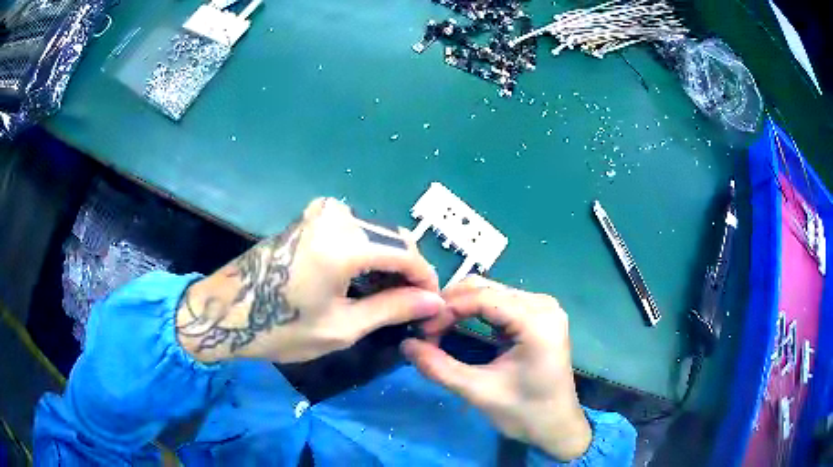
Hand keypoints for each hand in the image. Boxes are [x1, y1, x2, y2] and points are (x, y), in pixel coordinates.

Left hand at [176, 198, 443, 363]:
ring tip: (389, 299)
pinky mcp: (311, 216)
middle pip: (394, 240)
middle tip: (411, 307)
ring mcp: (322, 212)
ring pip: (376, 235)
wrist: (226, 310)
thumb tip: (434, 302)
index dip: (426, 280)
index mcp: (345, 242)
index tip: (433, 304)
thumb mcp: (342, 327)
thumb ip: (393, 308)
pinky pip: (355, 232)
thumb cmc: (280, 327)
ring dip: (389, 265)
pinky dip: (367, 255)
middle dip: (409, 273)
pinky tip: (365, 281)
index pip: (408, 254)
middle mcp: (338, 215)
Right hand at [402, 276, 591, 460]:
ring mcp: (542, 307)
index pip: (482, 297)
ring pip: (490, 292)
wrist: (556, 426)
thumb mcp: (478, 392)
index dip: (446, 309)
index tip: (420, 331)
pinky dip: (473, 312)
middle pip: (486, 288)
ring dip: (459, 307)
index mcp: (537, 320)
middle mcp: (542, 304)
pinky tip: (456, 326)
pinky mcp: (537, 316)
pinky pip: (499, 303)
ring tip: (436, 330)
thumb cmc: (524, 413)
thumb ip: (439, 368)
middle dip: (450, 305)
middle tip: (425, 331)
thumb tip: (405, 344)